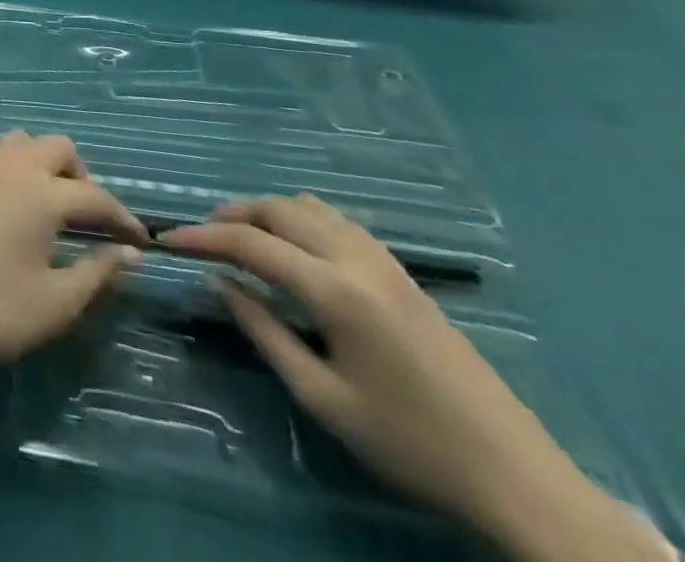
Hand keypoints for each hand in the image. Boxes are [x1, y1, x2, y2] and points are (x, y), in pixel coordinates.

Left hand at [0, 133, 145, 385]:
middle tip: (86, 216)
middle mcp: (10, 165)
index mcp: (43, 193)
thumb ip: (98, 270)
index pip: (96, 197)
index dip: (122, 217)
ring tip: (42, 201)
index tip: (139, 239)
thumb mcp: (58, 301)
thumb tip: (129, 252)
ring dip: (36, 162)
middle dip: (80, 176)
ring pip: (15, 142)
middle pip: (57, 147)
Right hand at [164, 197, 673, 560]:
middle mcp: (356, 258)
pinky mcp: (402, 272)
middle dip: (230, 215)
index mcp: (333, 289)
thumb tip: (220, 283)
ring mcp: (384, 261)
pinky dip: (300, 220)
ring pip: (308, 207)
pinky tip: (294, 248)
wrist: (516, 477)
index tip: (167, 240)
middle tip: (201, 238)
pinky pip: (337, 221)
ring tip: (241, 238)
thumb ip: (263, 332)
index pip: (249, 242)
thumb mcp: (323, 398)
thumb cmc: (410, 444)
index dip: (201, 237)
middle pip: (277, 210)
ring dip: (267, 213)